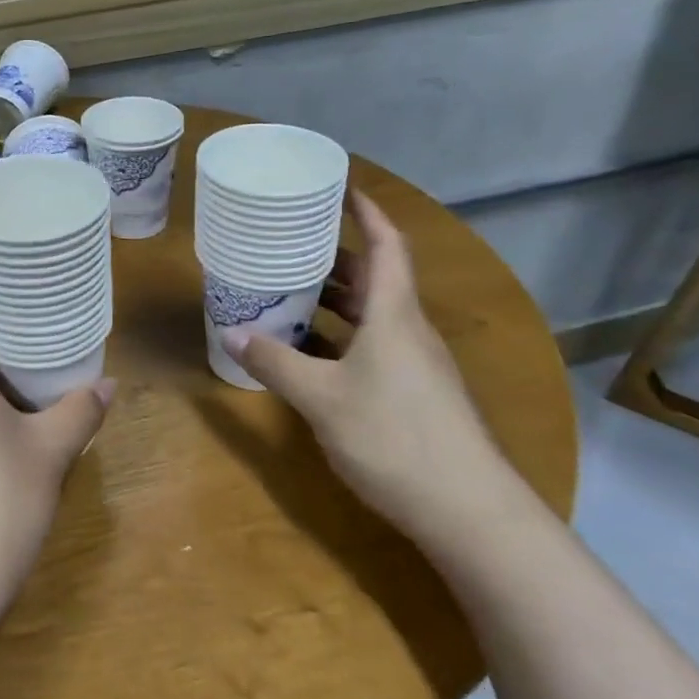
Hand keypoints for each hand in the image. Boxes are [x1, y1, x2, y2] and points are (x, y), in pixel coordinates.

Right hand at [221, 191, 510, 539]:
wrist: (469, 511)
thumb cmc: (394, 437)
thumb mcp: (321, 398)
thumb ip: (274, 362)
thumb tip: (230, 332)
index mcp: (394, 314)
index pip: (386, 245)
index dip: (366, 212)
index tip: (340, 188)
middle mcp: (408, 330)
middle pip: (375, 277)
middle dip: (334, 257)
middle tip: (290, 244)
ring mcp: (415, 364)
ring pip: (372, 314)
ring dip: (335, 300)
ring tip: (289, 291)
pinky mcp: (414, 393)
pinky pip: (372, 346)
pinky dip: (340, 337)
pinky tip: (309, 351)